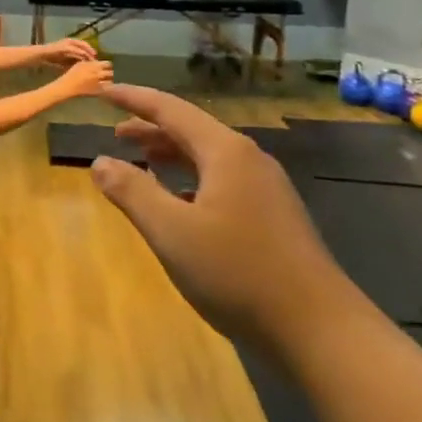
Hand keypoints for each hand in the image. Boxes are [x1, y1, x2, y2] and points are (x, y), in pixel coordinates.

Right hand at [41, 38, 98, 66]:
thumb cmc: (53, 57)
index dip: (90, 51)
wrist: (42, 55)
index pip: (84, 45)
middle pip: (84, 44)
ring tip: (92, 60)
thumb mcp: (65, 59)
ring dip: (87, 53)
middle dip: (91, 51)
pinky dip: (80, 54)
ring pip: (81, 47)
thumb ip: (73, 60)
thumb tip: (82, 66)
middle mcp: (70, 41)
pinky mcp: (65, 47)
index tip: (95, 57)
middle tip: (96, 58)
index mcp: (70, 42)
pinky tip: (84, 60)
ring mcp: (67, 43)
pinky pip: (75, 50)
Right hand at [59, 56, 114, 96]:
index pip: (108, 63)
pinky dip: (105, 88)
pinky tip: (102, 87)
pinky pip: (105, 89)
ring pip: (110, 81)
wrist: (68, 86)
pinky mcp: (98, 91)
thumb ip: (89, 62)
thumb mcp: (80, 64)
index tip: (105, 66)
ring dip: (108, 80)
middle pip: (111, 73)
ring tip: (105, 81)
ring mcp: (99, 83)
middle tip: (106, 74)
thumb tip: (96, 62)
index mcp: (95, 66)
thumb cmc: (72, 74)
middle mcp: (99, 74)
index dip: (107, 65)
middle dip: (109, 73)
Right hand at [91, 84, 334, 347]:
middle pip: (191, 130)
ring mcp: (266, 188)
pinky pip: (222, 181)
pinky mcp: (273, 217)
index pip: (169, 109)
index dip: (133, 98)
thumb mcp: (173, 232)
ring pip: (208, 158)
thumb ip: (132, 192)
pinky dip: (191, 180)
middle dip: (151, 128)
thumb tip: (100, 162)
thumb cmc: (239, 273)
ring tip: (141, 162)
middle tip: (115, 133)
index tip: (103, 91)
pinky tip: (180, 204)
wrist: (321, 331)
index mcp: (225, 151)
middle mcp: (248, 159)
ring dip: (172, 155)